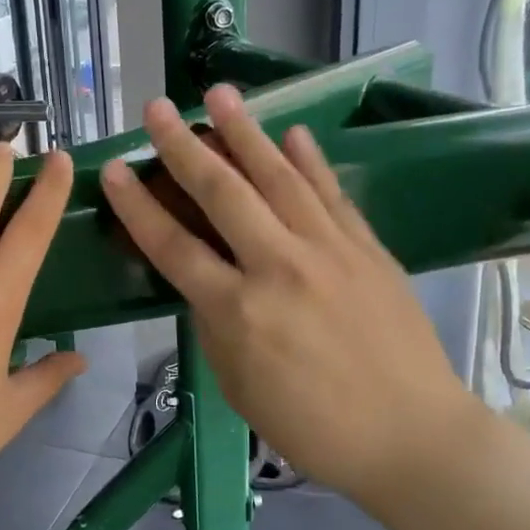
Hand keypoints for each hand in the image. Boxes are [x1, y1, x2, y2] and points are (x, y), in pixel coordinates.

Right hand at [99, 85, 477, 515]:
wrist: (412, 436)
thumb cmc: (313, 427)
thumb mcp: (239, 387)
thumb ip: (215, 326)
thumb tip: (205, 282)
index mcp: (238, 311)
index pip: (174, 245)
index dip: (138, 206)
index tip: (116, 169)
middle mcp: (279, 267)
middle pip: (222, 193)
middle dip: (183, 146)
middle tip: (158, 109)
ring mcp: (329, 251)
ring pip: (279, 177)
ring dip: (245, 132)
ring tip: (220, 93)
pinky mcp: (368, 248)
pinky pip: (332, 194)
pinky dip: (309, 161)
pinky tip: (292, 133)